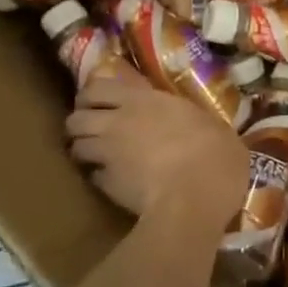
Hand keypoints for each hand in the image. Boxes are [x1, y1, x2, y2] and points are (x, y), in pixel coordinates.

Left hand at [66, 65, 248, 235]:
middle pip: (76, 117)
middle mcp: (117, 122)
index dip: (92, 95)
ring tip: (97, 157)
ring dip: (84, 150)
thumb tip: (192, 122)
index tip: (97, 102)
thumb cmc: (212, 155)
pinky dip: (98, 177)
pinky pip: (92, 176)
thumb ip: (188, 118)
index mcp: (143, 100)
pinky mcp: (106, 185)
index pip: (98, 87)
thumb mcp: (209, 124)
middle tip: (94, 130)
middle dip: (80, 123)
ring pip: (75, 146)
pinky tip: (113, 182)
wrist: (193, 199)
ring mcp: (108, 154)